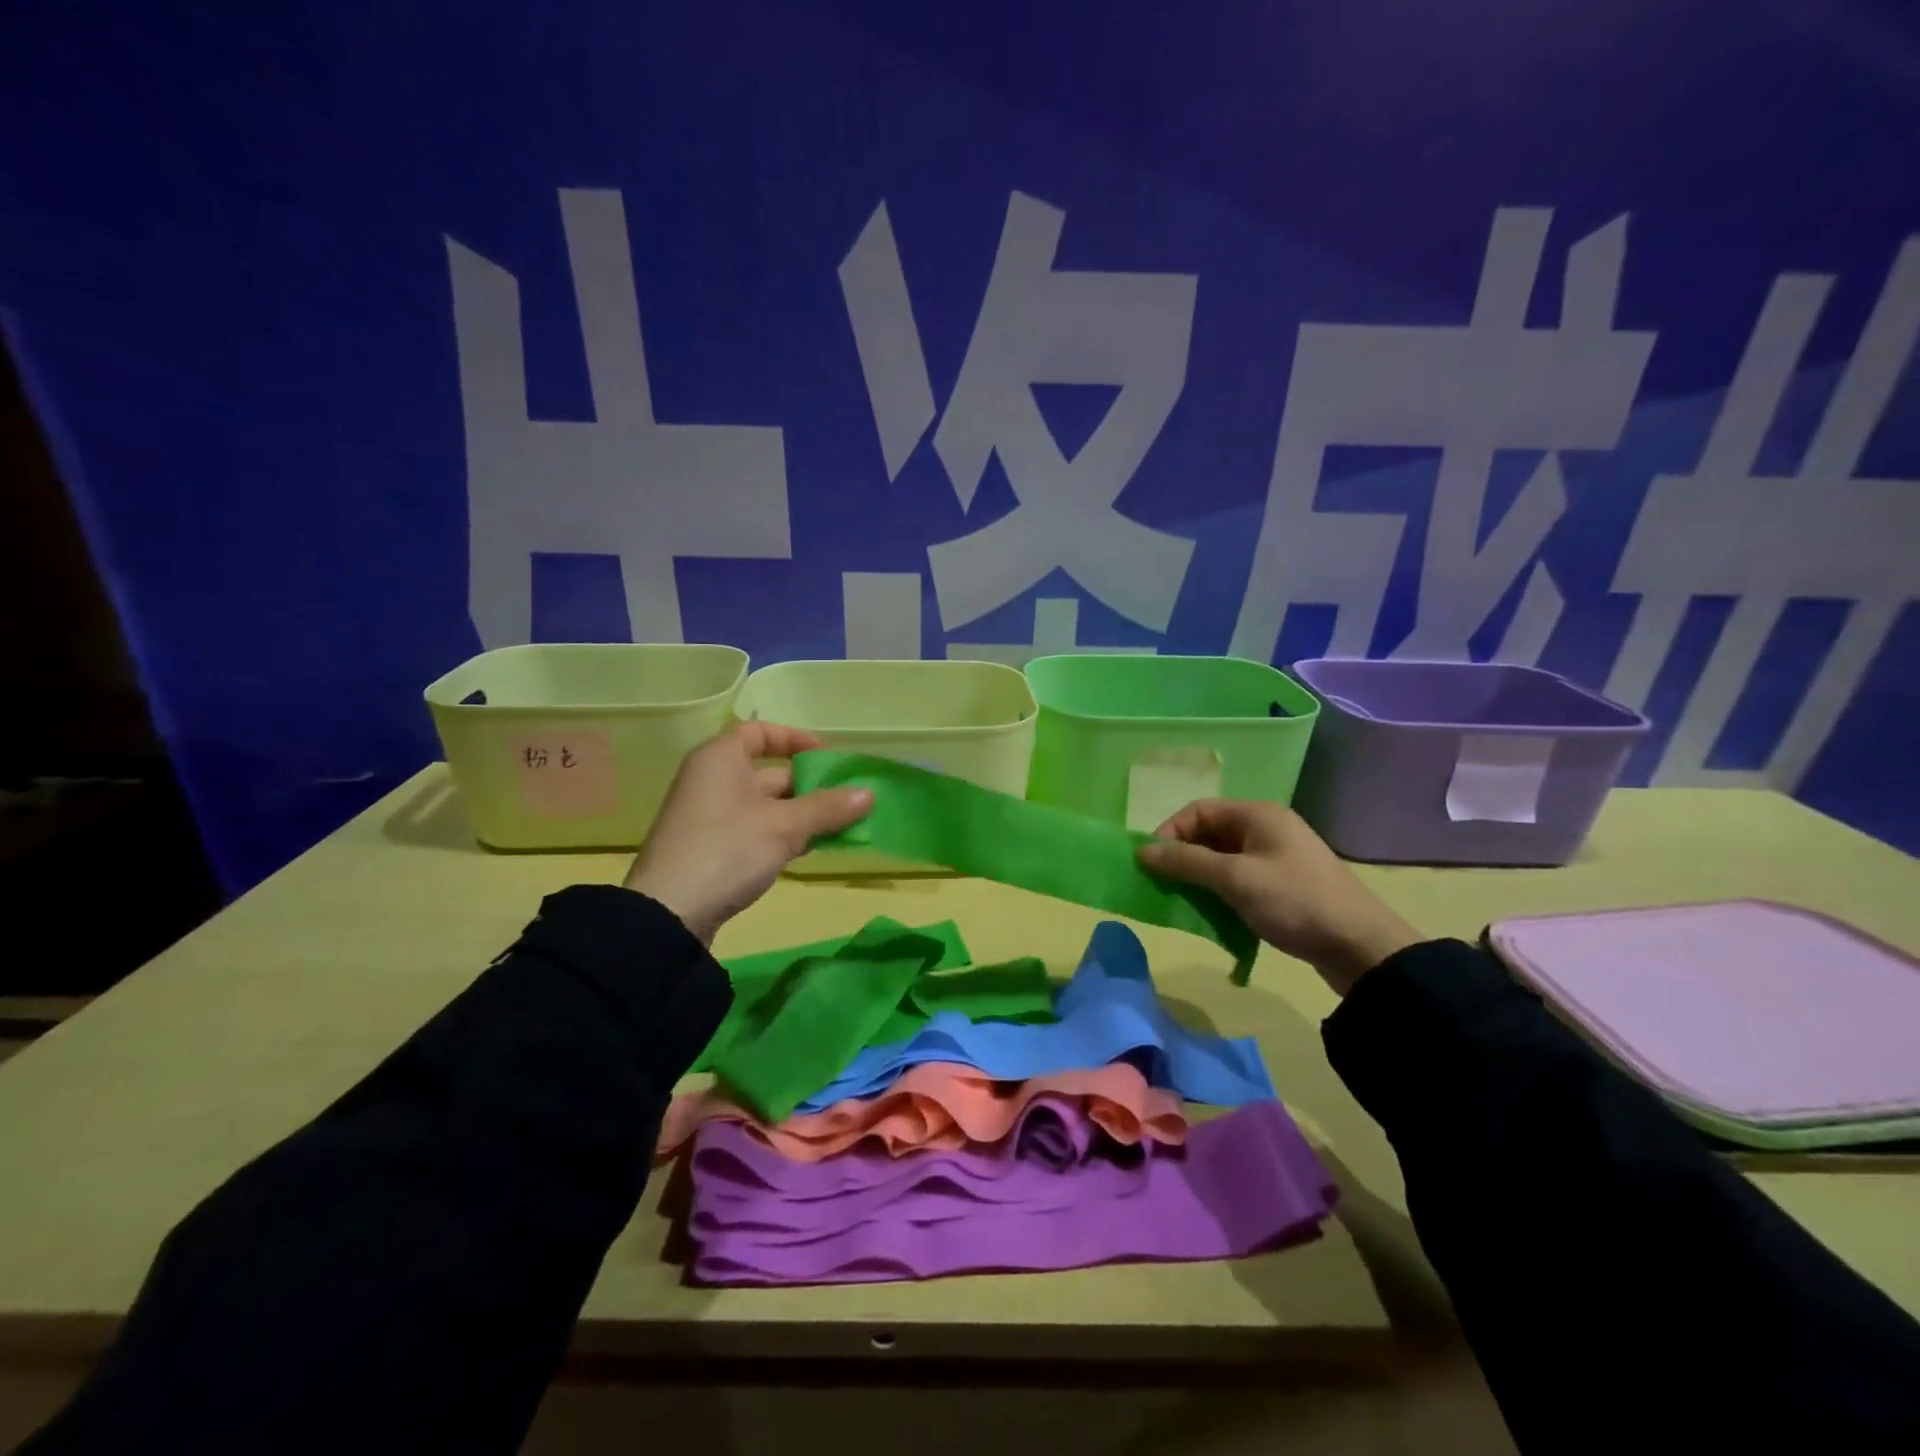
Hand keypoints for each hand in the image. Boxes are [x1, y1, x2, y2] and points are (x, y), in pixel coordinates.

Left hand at [622, 722, 872, 944]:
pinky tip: (809, 850)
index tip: (827, 757)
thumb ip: (827, 808)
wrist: (668, 914)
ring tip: (839, 827)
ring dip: (802, 814)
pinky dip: (783, 834)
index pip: (760, 732)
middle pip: (769, 772)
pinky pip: (755, 829)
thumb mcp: (785, 826)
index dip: (796, 739)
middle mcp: (712, 780)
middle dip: (810, 786)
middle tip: (847, 800)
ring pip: (766, 805)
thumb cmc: (727, 851)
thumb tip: (869, 794)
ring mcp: (710, 816)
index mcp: (721, 759)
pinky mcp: (712, 848)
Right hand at [1137, 800, 1420, 994]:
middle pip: (1209, 834)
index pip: (1198, 810)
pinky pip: (1239, 880)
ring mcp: (1277, 858)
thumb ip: (1186, 862)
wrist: (1361, 947)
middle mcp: (1266, 829)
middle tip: (1162, 885)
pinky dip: (1220, 893)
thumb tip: (1142, 851)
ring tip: (1183, 903)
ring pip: (1222, 860)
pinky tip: (1212, 915)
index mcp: (1257, 815)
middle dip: (1182, 858)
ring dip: (1199, 879)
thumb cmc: (1294, 901)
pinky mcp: (1283, 886)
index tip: (1151, 863)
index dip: (1170, 832)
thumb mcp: (1235, 878)